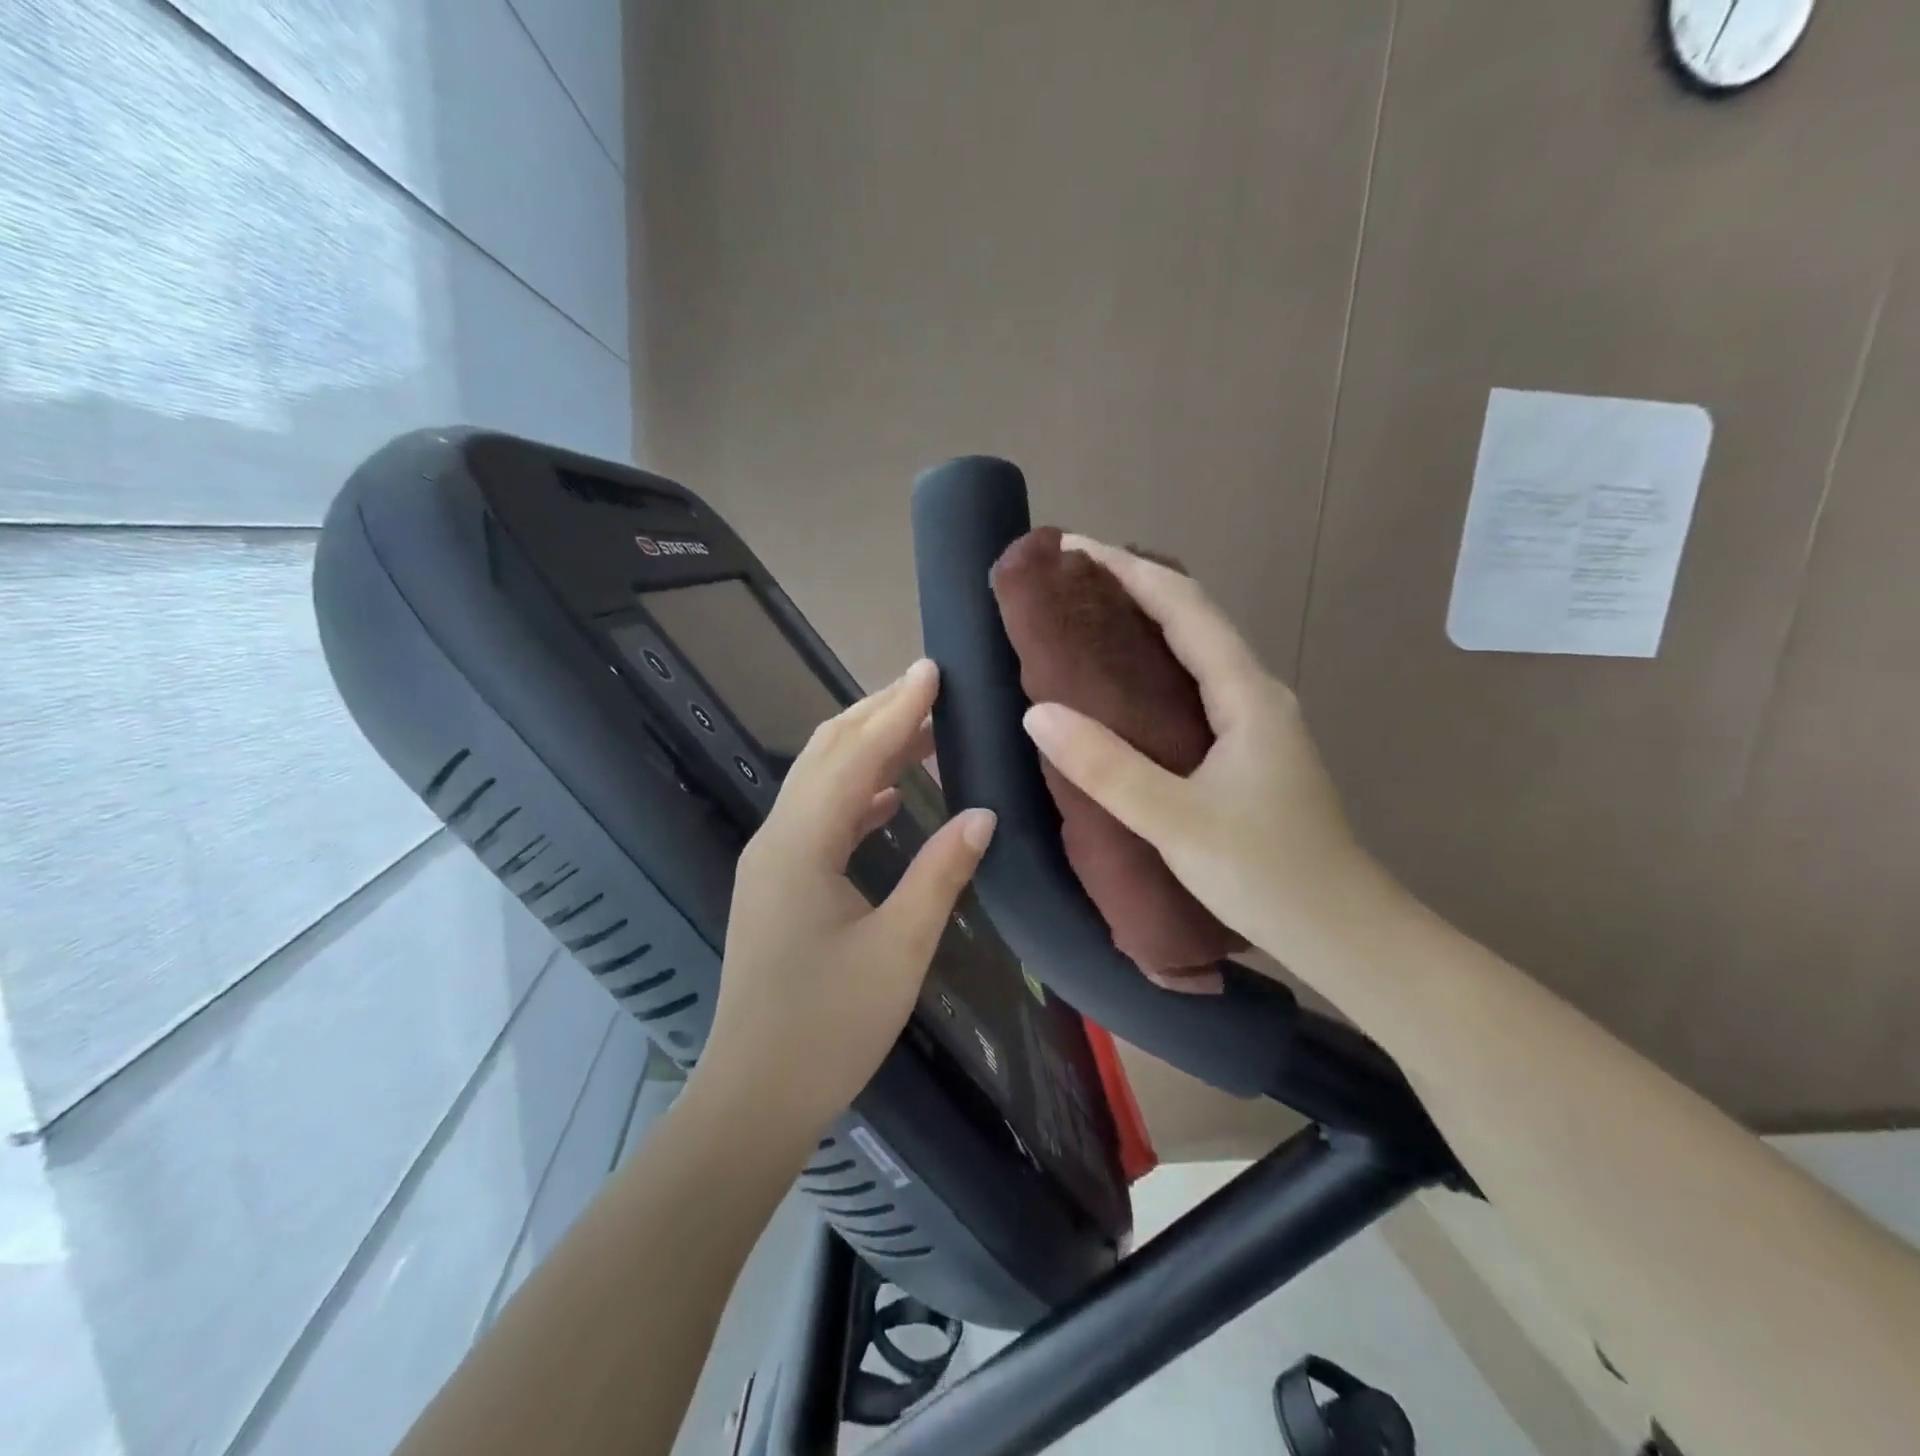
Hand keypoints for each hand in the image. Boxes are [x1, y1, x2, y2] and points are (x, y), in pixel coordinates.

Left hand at [696, 660, 996, 1139]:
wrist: (753, 1096)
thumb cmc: (827, 1027)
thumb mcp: (898, 950)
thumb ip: (939, 874)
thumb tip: (982, 814)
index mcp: (800, 844)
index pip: (855, 756)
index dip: (897, 711)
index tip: (932, 670)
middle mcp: (777, 838)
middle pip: (826, 754)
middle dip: (877, 714)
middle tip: (929, 686)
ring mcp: (771, 860)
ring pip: (820, 781)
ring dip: (868, 749)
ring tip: (921, 729)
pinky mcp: (777, 883)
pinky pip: (819, 817)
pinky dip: (856, 793)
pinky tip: (891, 795)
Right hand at [1020, 537, 1375, 964]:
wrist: (1344, 932)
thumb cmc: (1265, 873)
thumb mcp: (1176, 821)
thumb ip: (1107, 767)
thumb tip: (1039, 712)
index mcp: (1247, 694)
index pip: (1184, 607)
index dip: (1128, 570)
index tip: (1073, 548)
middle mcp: (1258, 694)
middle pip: (1194, 618)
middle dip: (1134, 587)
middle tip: (1069, 583)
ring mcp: (1259, 723)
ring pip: (1198, 651)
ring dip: (1147, 624)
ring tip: (1088, 621)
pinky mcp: (1252, 751)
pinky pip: (1199, 685)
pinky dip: (1157, 665)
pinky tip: (1126, 688)